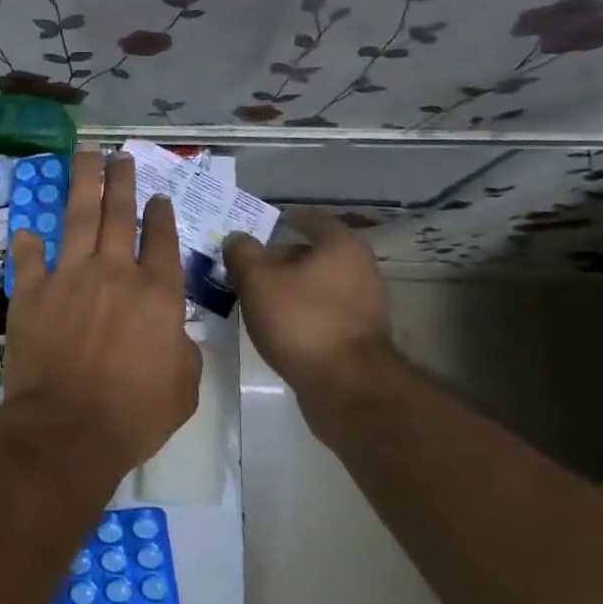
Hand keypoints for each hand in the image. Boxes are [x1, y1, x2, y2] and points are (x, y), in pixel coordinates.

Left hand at [5, 149, 201, 480]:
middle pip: (119, 215)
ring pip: (78, 219)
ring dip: (83, 184)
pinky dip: (28, 244)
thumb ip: (180, 346)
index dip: (160, 215)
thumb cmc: (134, 415)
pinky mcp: (31, 293)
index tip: (157, 196)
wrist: (68, 429)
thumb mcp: (183, 386)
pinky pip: (28, 259)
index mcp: (157, 293)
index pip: (162, 241)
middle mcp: (114, 273)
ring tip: (86, 156)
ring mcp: (69, 278)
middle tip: (121, 156)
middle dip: (122, 181)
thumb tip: (170, 329)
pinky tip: (28, 231)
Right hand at [223, 211, 393, 394]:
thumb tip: (237, 238)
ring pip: (320, 284)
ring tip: (259, 297)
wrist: (347, 385)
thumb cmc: (301, 320)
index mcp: (340, 246)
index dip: (286, 217)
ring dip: (292, 287)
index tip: (264, 223)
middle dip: (283, 257)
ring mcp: (365, 304)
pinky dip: (303, 311)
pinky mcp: (360, 336)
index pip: (312, 218)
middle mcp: (361, 269)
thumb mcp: (257, 281)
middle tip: (251, 265)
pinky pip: (325, 311)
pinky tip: (279, 324)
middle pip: (316, 253)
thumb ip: (242, 254)